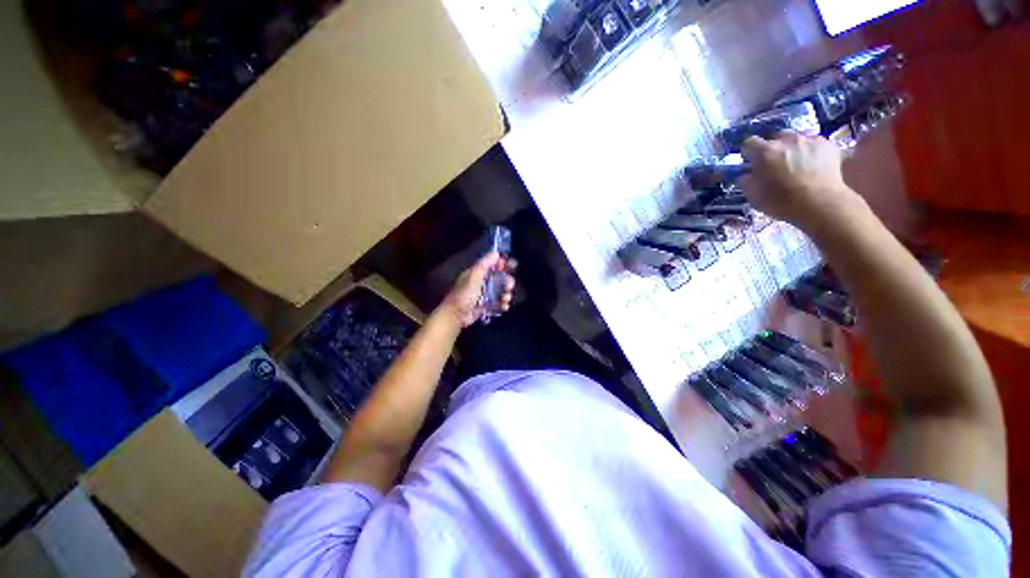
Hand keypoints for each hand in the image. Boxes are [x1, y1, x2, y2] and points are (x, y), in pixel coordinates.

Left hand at [437, 252, 514, 327]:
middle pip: (499, 279)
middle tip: (510, 285)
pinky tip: (504, 306)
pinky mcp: (485, 306)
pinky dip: (502, 304)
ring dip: (506, 294)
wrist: (456, 315)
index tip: (510, 266)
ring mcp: (483, 295)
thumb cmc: (465, 294)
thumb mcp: (474, 276)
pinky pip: (497, 303)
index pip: (491, 265)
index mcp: (477, 273)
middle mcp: (481, 283)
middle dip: (506, 281)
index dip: (501, 265)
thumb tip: (496, 253)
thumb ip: (485, 264)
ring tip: (506, 298)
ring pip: (500, 292)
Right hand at [741, 133, 861, 230]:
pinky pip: (813, 143)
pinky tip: (812, 165)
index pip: (750, 142)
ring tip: (795, 163)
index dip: (749, 153)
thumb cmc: (783, 202)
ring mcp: (810, 139)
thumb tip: (746, 175)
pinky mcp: (828, 144)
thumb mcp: (755, 197)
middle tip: (774, 164)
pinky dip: (809, 151)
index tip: (751, 163)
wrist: (822, 203)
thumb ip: (747, 182)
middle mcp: (787, 140)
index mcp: (765, 152)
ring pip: (796, 138)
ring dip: (791, 148)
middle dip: (772, 149)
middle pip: (775, 137)